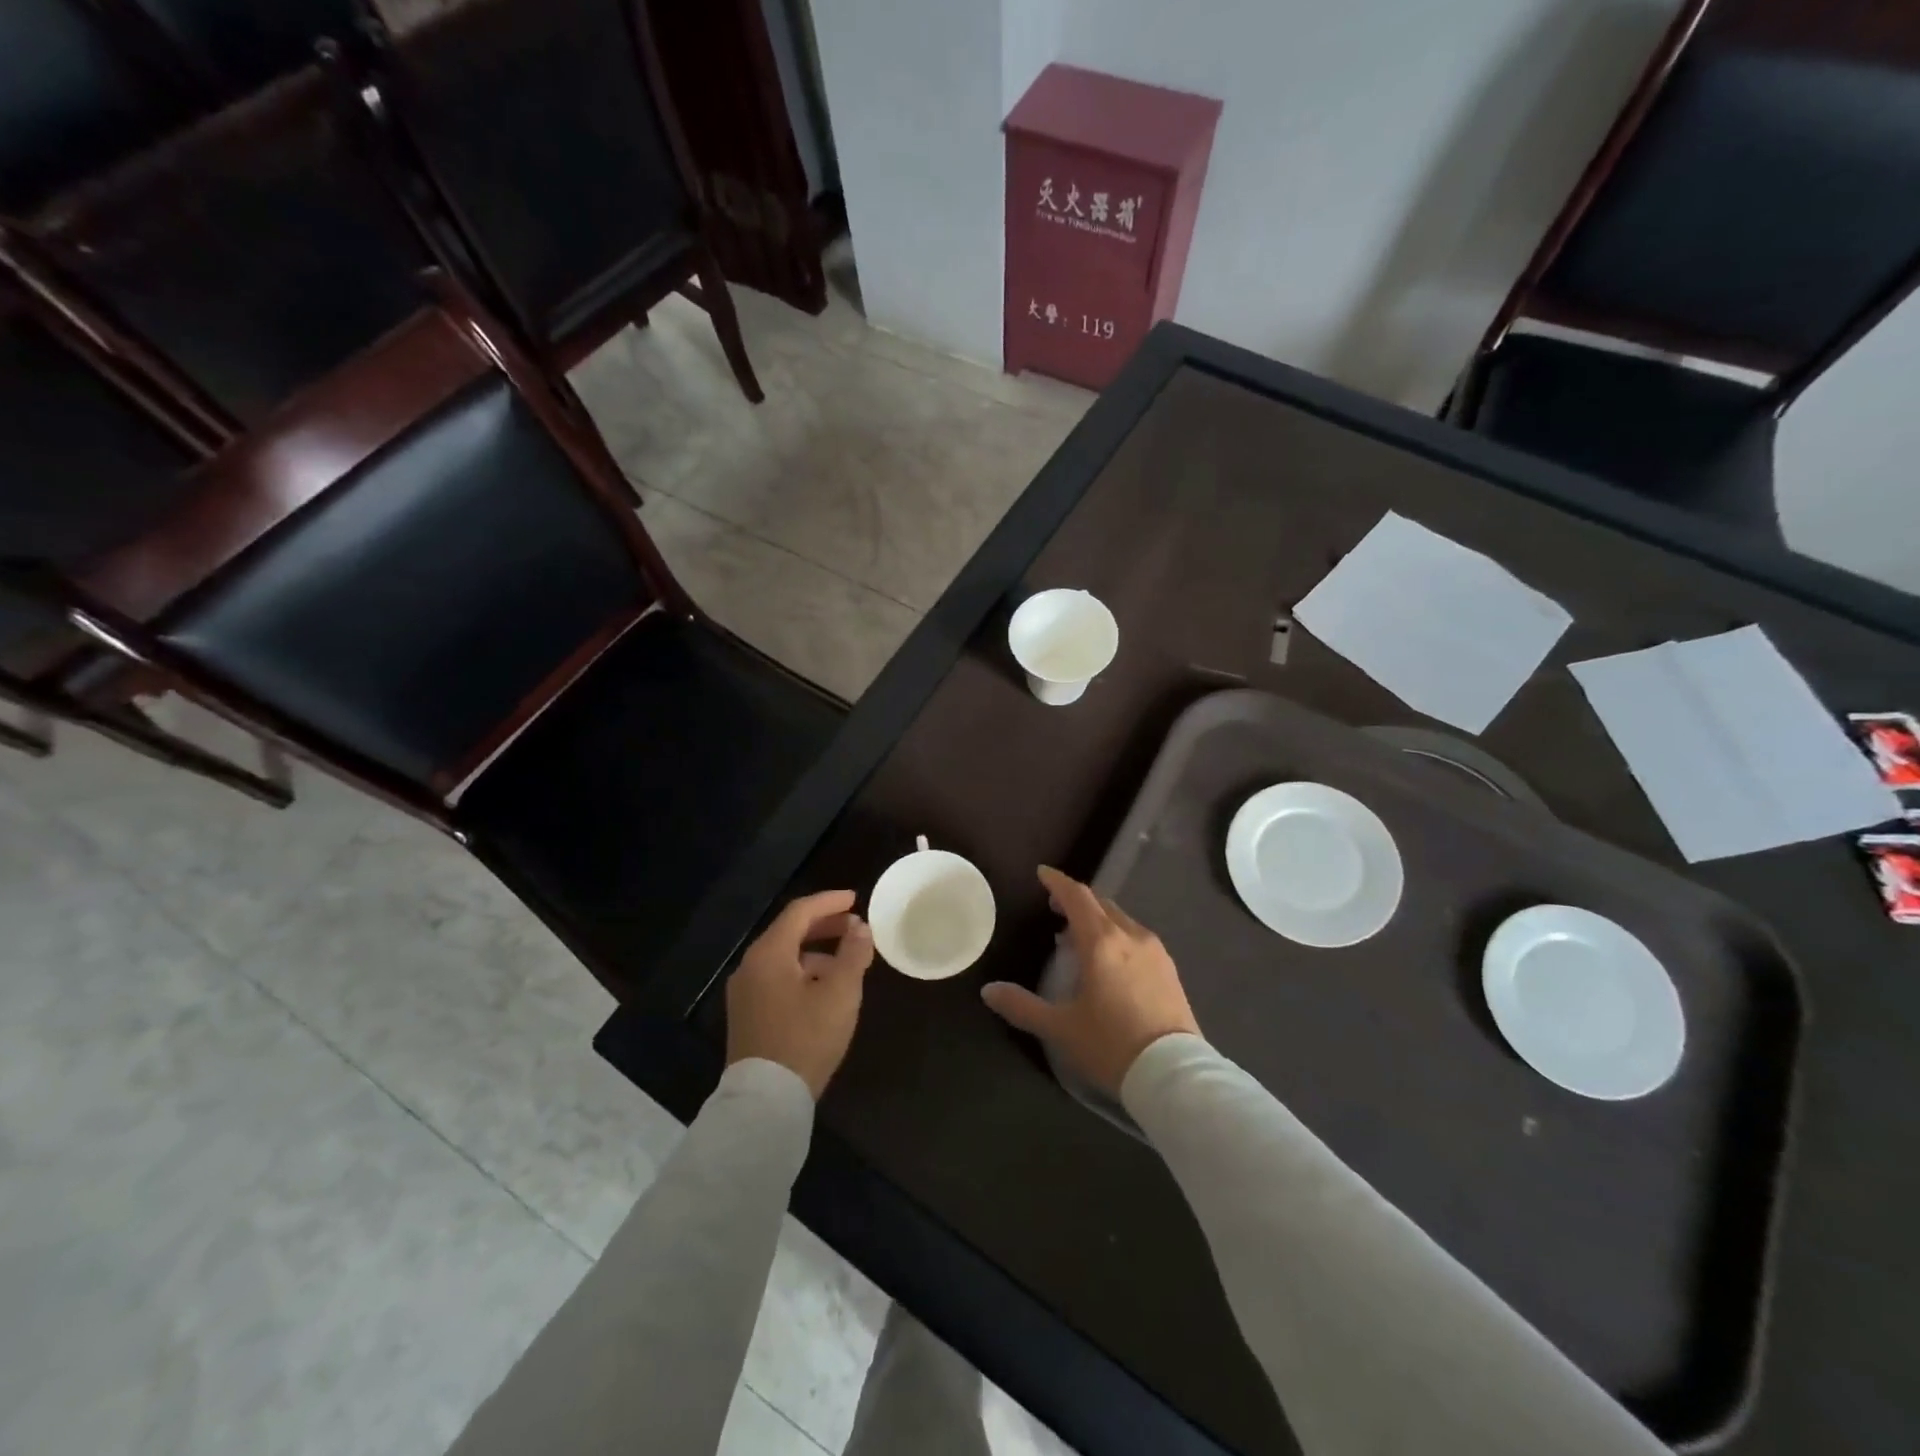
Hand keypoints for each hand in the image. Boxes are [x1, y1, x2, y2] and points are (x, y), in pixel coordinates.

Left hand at [726, 889, 873, 1098]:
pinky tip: (824, 988)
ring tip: (846, 960)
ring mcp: (745, 992)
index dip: (829, 901)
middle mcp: (750, 966)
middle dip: (824, 925)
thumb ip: (853, 954)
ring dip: (815, 951)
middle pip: (789, 932)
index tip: (855, 899)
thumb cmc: (806, 1038)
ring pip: (784, 957)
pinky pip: (777, 977)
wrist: (766, 1100)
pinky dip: (803, 971)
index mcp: (769, 953)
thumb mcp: (840, 993)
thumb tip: (861, 927)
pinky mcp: (747, 1015)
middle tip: (854, 925)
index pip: (800, 912)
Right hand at [981, 866, 1198, 1094]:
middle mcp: (1131, 936)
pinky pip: (1137, 938)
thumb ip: (1022, 1006)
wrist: (1174, 1075)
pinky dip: (1117, 936)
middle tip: (1055, 908)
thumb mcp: (1061, 1028)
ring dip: (1098, 919)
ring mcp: (1155, 951)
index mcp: (1102, 942)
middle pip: (1100, 904)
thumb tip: (988, 991)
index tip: (1042, 873)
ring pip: (1121, 920)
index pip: (1077, 897)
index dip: (1057, 882)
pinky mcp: (1170, 970)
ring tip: (1078, 938)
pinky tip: (1110, 960)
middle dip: (1076, 901)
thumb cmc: (1111, 1046)